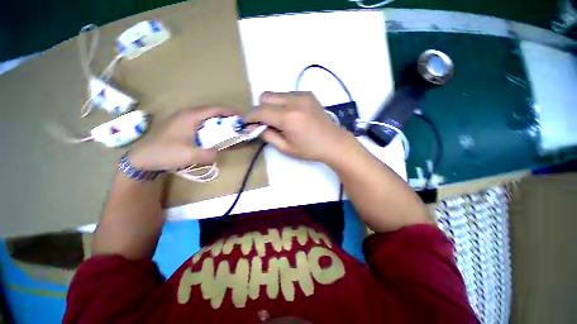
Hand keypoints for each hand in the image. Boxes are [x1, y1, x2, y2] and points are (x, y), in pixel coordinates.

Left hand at [128, 106, 235, 169]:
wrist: (141, 157)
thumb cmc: (165, 153)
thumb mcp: (190, 155)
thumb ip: (209, 154)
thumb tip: (218, 152)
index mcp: (191, 116)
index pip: (215, 109)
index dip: (229, 112)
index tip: (241, 118)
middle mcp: (187, 113)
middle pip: (211, 111)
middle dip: (225, 117)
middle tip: (235, 126)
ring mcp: (181, 118)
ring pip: (205, 116)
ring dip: (217, 122)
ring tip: (226, 130)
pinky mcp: (179, 125)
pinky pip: (199, 122)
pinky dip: (209, 126)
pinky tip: (210, 135)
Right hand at [245, 92, 353, 163]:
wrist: (334, 143)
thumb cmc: (310, 150)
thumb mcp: (285, 148)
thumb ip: (267, 135)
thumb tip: (254, 126)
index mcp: (288, 118)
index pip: (260, 111)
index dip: (249, 116)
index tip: (245, 122)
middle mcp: (294, 101)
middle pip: (265, 96)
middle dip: (261, 109)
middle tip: (265, 123)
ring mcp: (302, 95)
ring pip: (276, 94)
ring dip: (271, 105)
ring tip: (280, 120)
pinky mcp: (308, 94)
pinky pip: (287, 94)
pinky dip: (283, 103)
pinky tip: (291, 115)